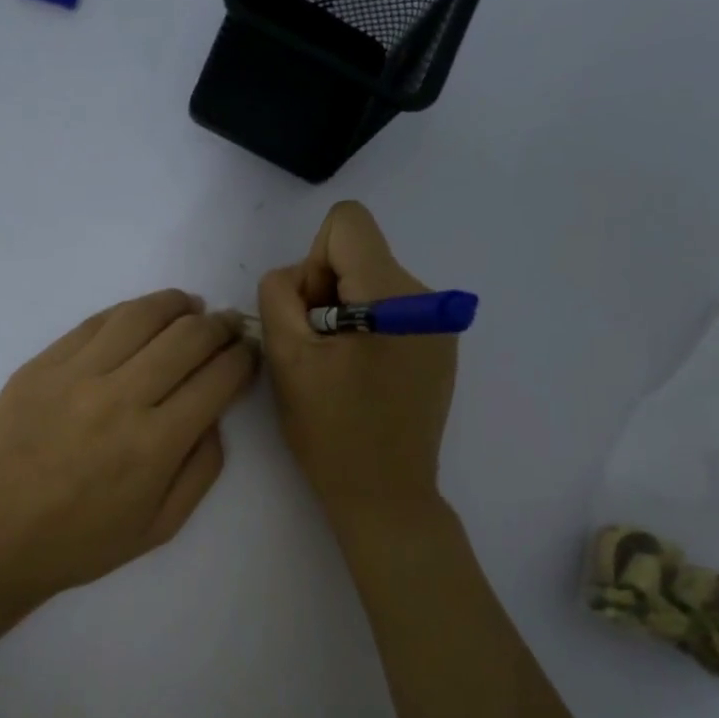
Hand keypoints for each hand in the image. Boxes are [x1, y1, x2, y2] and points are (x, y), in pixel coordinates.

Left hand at [0, 290, 257, 611]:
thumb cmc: (79, 543)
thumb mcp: (159, 527)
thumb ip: (201, 469)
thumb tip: (214, 416)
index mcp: (156, 443)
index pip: (218, 378)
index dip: (244, 359)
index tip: (249, 354)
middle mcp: (120, 397)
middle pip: (188, 337)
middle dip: (221, 326)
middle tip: (230, 327)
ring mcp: (76, 374)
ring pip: (142, 316)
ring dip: (178, 305)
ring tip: (192, 308)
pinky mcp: (41, 365)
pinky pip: (95, 322)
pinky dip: (129, 312)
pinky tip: (142, 317)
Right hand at [259, 201, 456, 519]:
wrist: (385, 494)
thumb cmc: (331, 430)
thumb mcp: (286, 358)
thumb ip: (279, 296)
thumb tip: (297, 278)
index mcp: (393, 294)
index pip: (347, 223)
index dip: (314, 262)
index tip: (311, 316)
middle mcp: (426, 297)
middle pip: (359, 255)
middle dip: (326, 294)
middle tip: (317, 354)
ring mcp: (438, 324)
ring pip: (372, 284)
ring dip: (344, 316)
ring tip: (338, 372)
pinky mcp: (439, 347)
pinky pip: (391, 312)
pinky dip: (367, 333)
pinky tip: (361, 381)